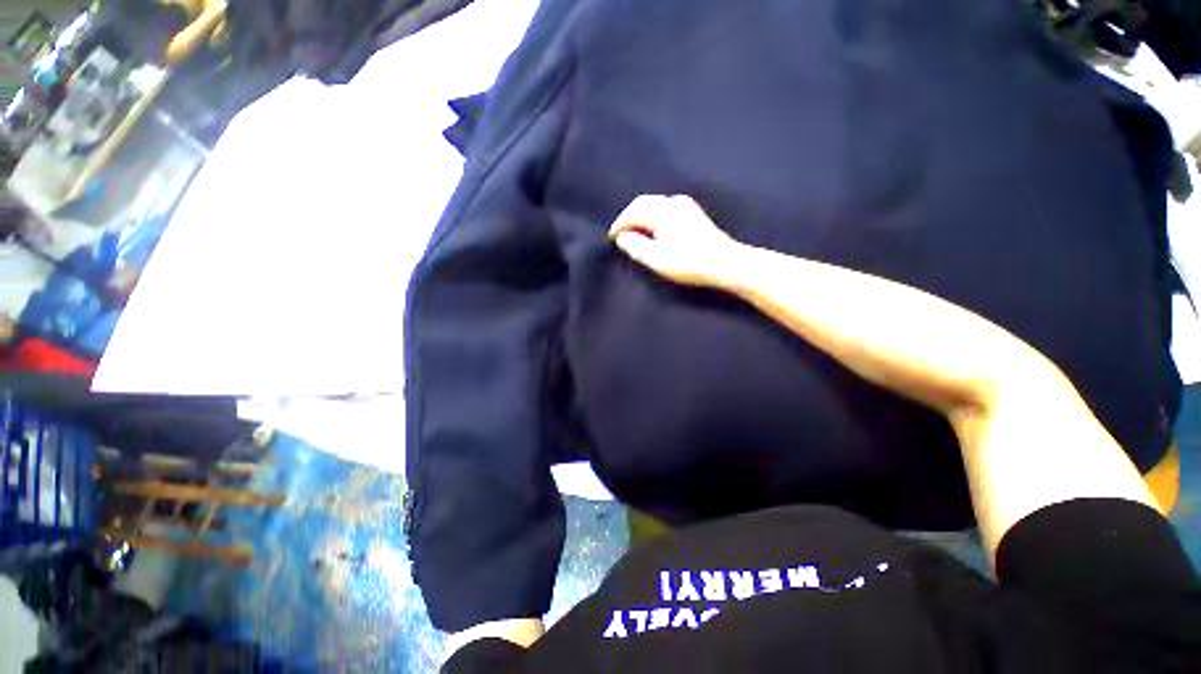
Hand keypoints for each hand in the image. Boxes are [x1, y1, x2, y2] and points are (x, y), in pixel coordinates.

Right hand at [608, 195, 741, 287]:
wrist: (725, 263)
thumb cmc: (689, 262)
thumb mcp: (657, 258)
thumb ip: (636, 246)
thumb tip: (622, 237)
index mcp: (663, 211)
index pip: (633, 211)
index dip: (620, 224)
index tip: (611, 237)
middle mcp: (674, 202)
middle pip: (643, 203)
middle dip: (629, 217)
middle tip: (620, 234)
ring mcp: (686, 206)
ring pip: (655, 204)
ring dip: (641, 216)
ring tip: (634, 232)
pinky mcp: (693, 213)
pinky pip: (665, 208)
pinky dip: (653, 216)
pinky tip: (653, 229)